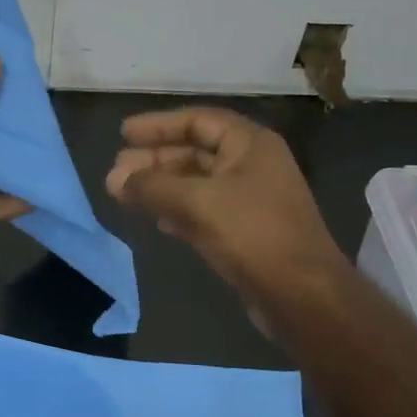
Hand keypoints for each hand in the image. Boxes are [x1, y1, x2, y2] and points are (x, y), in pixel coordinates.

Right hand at [106, 108, 346, 301]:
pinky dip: (178, 210)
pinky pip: (204, 210)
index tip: (123, 133)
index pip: (197, 120)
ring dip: (161, 186)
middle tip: (116, 171)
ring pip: (197, 183)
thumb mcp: (197, 202)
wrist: (302, 295)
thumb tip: (114, 179)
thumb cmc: (252, 234)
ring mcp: (251, 199)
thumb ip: (152, 187)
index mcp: (250, 144)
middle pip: (195, 151)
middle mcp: (253, 165)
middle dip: (154, 160)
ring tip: (124, 194)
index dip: (158, 125)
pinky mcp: (246, 231)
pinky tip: (156, 220)